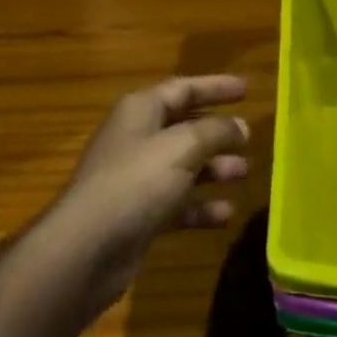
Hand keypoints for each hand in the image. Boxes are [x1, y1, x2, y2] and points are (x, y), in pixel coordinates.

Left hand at [59, 76, 250, 320]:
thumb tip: (240, 126)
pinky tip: (226, 214)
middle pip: (185, 128)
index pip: (184, 89)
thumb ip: (216, 131)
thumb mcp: (183, 146)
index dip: (216, 87)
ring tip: (244, 173)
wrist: (86, 249)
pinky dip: (201, 206)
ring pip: (184, 166)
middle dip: (218, 133)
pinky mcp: (139, 215)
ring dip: (215, 169)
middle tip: (249, 138)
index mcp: (141, 111)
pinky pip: (178, 203)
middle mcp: (137, 139)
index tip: (247, 89)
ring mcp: (136, 179)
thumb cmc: (136, 182)